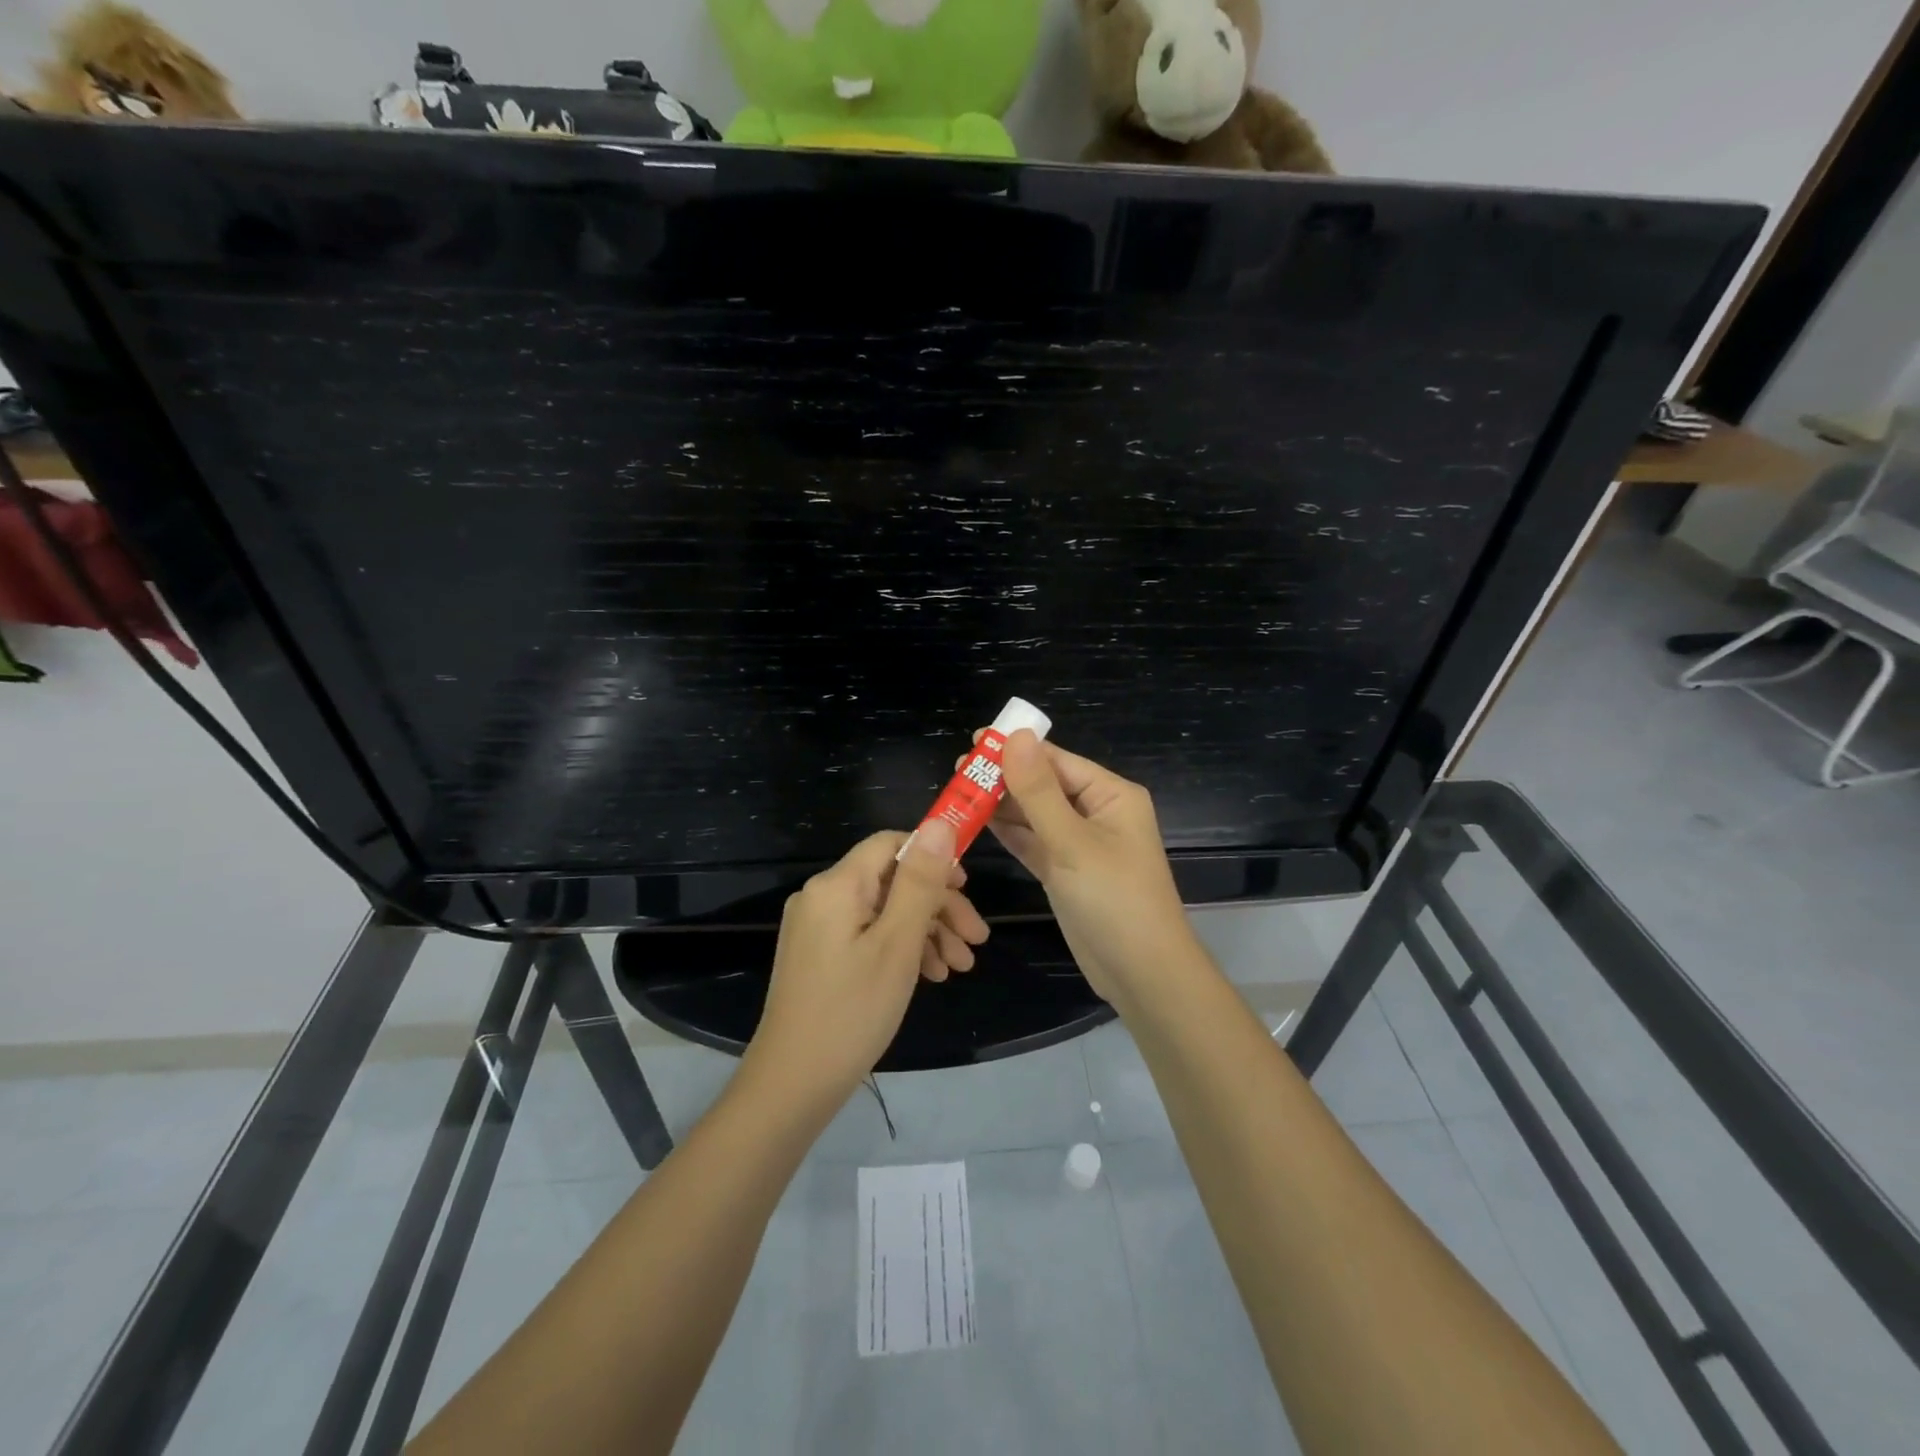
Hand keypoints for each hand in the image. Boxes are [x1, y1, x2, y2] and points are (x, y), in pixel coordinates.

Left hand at [744, 822, 985, 1102]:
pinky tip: (930, 975)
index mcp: (837, 885)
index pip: (892, 843)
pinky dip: (901, 949)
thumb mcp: (898, 944)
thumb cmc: (852, 1012)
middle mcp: (823, 896)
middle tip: (977, 941)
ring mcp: (818, 927)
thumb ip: (920, 881)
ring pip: (884, 911)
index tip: (968, 888)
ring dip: (926, 931)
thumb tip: (939, 823)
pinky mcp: (819, 954)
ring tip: (960, 967)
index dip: (934, 857)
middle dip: (938, 906)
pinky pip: (868, 935)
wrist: (793, 1085)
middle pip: (892, 880)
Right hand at [975, 730, 1200, 1009]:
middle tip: (957, 770)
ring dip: (1001, 805)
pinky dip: (1008, 833)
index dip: (1016, 748)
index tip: (973, 740)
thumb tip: (1015, 735)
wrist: (1141, 974)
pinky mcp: (1065, 871)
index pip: (1057, 760)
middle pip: (1044, 785)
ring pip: (1034, 815)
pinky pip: (1033, 842)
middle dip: (1004, 777)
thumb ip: (1038, 791)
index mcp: (1111, 795)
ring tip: (958, 792)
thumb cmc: (1114, 900)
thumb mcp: (1073, 842)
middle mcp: (1096, 813)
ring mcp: (1080, 844)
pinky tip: (977, 821)